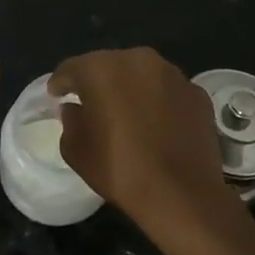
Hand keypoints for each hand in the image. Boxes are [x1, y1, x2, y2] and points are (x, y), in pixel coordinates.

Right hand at [49, 47, 236, 229]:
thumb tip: (75, 109)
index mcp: (102, 69)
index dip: (61, 82)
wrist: (182, 194)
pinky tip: (157, 124)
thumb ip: (70, 121)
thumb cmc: (120, 169)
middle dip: (97, 82)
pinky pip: (168, 92)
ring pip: (142, 75)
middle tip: (90, 103)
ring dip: (130, 88)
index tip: (56, 95)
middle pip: (109, 65)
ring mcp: (173, 75)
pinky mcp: (197, 93)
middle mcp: (139, 60)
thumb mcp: (76, 150)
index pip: (72, 68)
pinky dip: (159, 102)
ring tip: (126, 113)